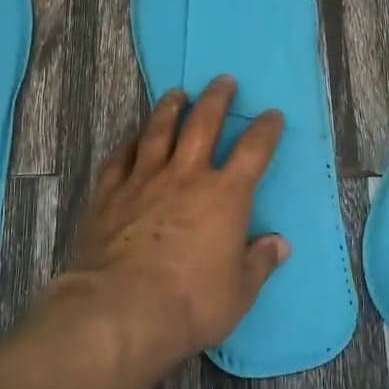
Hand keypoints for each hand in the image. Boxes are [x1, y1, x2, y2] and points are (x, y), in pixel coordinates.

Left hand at [60, 76, 289, 363]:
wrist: (121, 308)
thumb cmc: (191, 302)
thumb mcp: (239, 291)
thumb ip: (259, 263)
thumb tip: (278, 244)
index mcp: (225, 196)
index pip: (253, 151)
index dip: (265, 129)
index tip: (271, 115)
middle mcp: (186, 176)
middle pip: (203, 124)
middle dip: (216, 99)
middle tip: (222, 80)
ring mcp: (144, 180)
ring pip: (158, 131)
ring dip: (169, 108)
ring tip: (176, 93)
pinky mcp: (109, 193)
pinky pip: (119, 157)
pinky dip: (128, 142)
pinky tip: (131, 136)